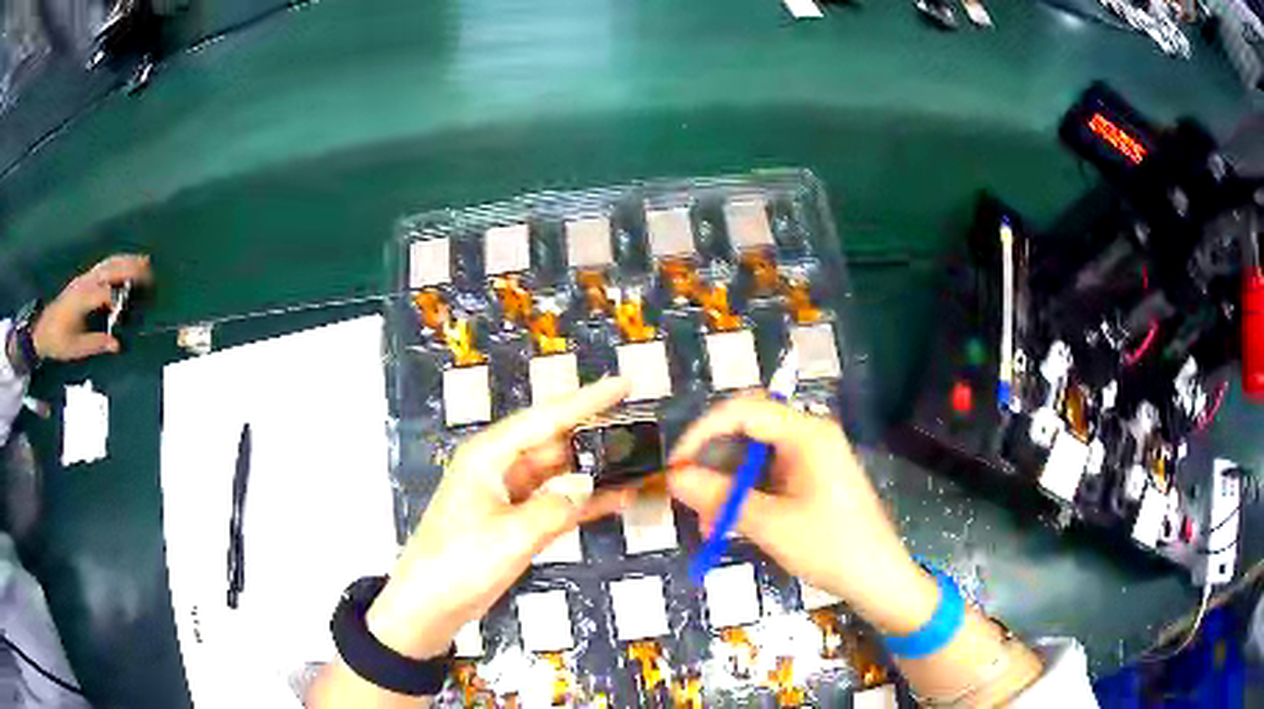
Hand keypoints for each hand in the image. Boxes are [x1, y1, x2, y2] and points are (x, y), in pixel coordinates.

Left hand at [32, 255, 151, 361]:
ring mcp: (85, 278)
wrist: (43, 329)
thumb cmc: (58, 341)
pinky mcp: (85, 278)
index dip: (119, 298)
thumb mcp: (76, 348)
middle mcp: (85, 283)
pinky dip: (118, 261)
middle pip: (109, 269)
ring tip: (143, 261)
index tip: (133, 307)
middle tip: (149, 271)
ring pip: (108, 263)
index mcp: (82, 300)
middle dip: (129, 268)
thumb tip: (117, 344)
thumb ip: (96, 344)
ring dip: (126, 260)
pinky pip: (104, 265)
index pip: (105, 293)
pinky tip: (126, 264)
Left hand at [365, 378, 635, 659]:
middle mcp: (501, 467)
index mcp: (490, 455)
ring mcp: (510, 496)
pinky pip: (557, 503)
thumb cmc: (459, 562)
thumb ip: (556, 508)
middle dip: (596, 435)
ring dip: (594, 472)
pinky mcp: (517, 522)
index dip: (587, 400)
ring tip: (639, 463)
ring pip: (559, 473)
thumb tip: (589, 487)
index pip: (546, 418)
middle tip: (643, 430)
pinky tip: (618, 499)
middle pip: (555, 442)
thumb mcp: (511, 535)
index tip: (625, 384)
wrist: (430, 605)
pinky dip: (584, 502)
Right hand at [667, 396, 937, 635]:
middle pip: (747, 430)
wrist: (878, 578)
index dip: (702, 432)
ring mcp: (812, 457)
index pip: (743, 411)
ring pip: (754, 457)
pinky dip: (744, 496)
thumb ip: (719, 497)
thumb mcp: (769, 524)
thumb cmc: (830, 547)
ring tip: (707, 522)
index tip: (675, 464)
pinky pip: (768, 476)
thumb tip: (673, 477)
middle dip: (713, 461)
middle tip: (686, 492)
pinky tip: (729, 525)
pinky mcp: (812, 479)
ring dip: (726, 485)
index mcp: (806, 434)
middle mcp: (809, 436)